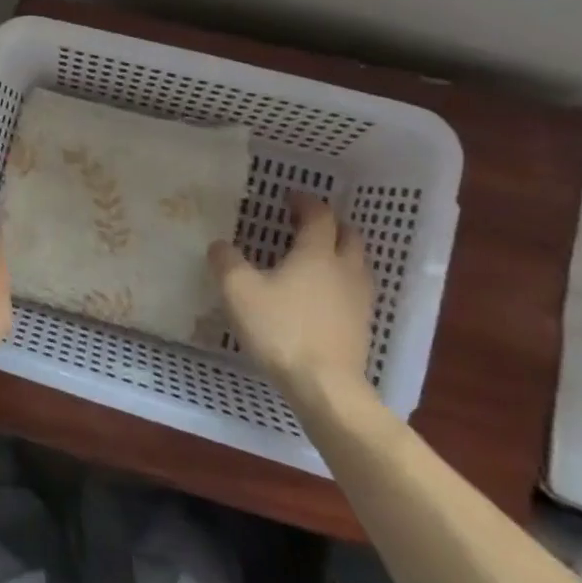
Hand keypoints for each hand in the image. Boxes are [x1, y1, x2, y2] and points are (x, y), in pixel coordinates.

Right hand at [208, 191, 373, 404]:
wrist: (325, 385)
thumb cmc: (281, 329)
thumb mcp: (238, 291)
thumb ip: (226, 262)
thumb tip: (219, 244)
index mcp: (317, 253)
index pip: (319, 216)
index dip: (305, 202)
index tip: (289, 196)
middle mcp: (344, 269)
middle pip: (348, 235)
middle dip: (329, 225)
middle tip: (306, 224)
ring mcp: (359, 299)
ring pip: (356, 263)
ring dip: (339, 252)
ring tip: (314, 259)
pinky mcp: (361, 325)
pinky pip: (354, 290)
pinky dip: (339, 281)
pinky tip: (320, 296)